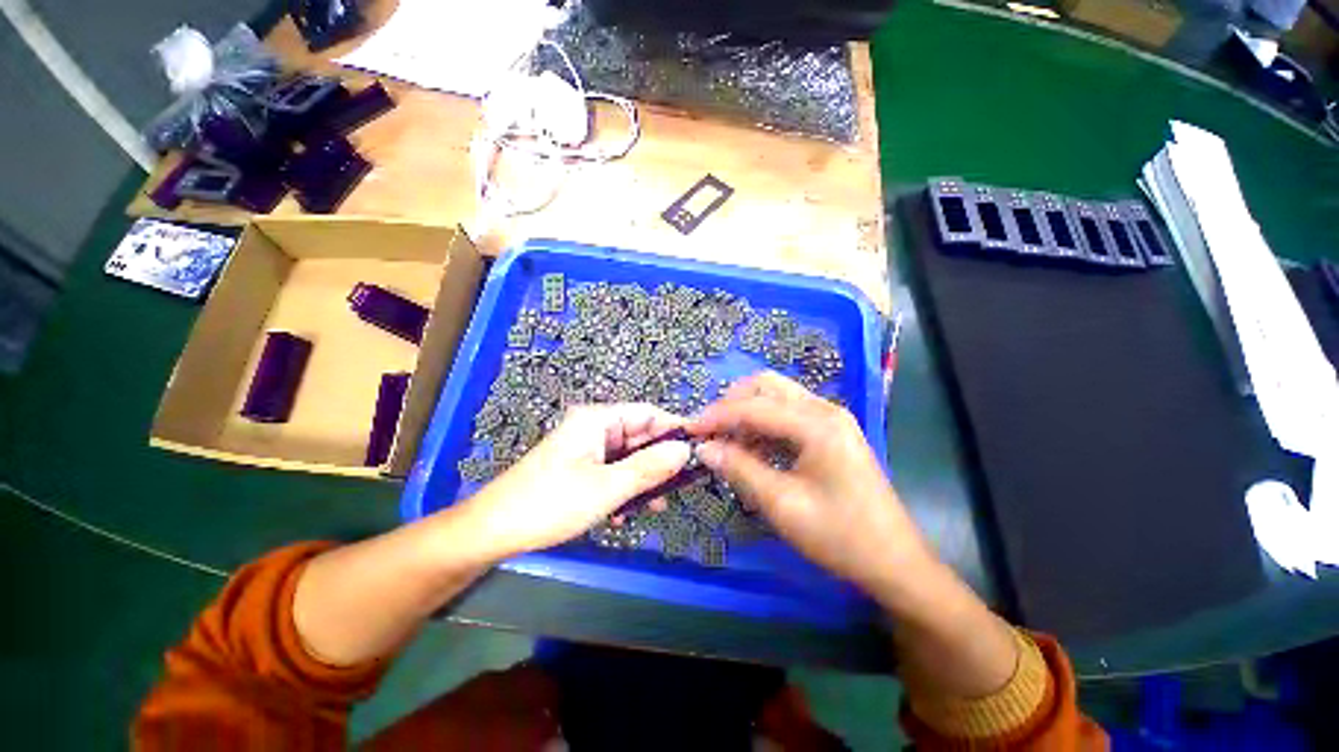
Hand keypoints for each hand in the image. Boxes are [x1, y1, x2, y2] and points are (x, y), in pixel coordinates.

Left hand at [454, 404, 691, 558]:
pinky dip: (624, 488)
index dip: (675, 428)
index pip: (648, 413)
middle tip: (680, 485)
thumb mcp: (607, 487)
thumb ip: (649, 467)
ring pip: (628, 457)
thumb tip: (685, 450)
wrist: (493, 531)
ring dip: (643, 479)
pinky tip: (625, 514)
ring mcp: (586, 449)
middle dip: (659, 461)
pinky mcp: (580, 468)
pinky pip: (613, 471)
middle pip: (639, 436)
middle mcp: (593, 428)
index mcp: (597, 420)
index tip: (699, 448)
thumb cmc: (550, 503)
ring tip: (656, 505)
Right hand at [689, 372, 932, 601]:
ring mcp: (830, 419)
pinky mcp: (831, 432)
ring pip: (776, 397)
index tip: (689, 430)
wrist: (895, 562)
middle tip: (710, 431)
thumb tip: (704, 448)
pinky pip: (788, 414)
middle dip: (732, 403)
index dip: (717, 416)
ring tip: (726, 442)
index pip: (754, 407)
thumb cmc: (840, 536)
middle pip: (766, 387)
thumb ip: (739, 469)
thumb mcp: (782, 504)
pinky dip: (763, 424)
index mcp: (817, 424)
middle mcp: (824, 410)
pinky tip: (751, 448)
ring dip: (747, 413)